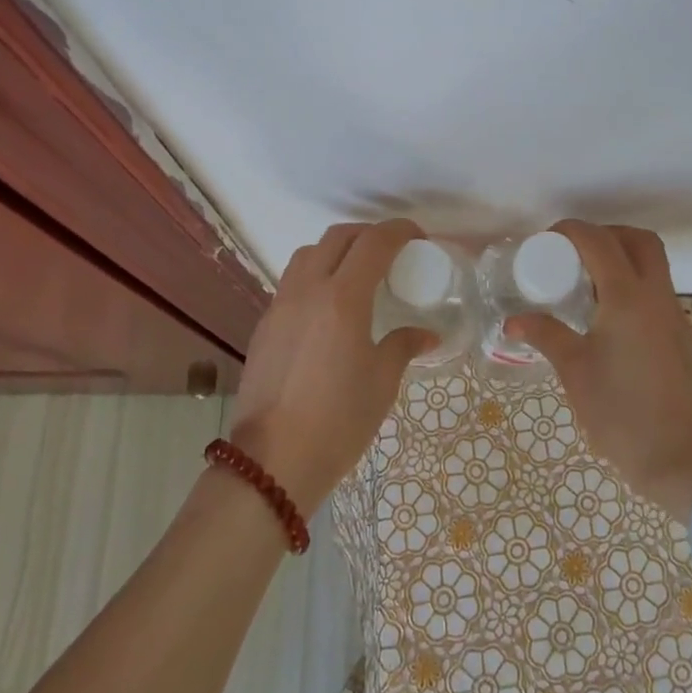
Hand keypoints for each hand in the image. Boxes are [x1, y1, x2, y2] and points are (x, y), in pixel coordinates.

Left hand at [228, 220, 434, 516]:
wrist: (272, 461)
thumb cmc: (338, 421)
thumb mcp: (381, 383)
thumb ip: (403, 346)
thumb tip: (426, 335)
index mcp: (343, 298)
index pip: (374, 242)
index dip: (399, 231)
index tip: (418, 238)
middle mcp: (308, 290)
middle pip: (338, 237)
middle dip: (368, 234)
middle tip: (392, 252)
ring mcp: (280, 305)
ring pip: (308, 254)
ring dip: (337, 250)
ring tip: (358, 274)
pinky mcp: (264, 325)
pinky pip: (292, 281)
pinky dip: (316, 276)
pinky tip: (329, 307)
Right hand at [508, 221, 691, 523]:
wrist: (688, 462)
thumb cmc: (624, 415)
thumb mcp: (576, 373)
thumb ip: (547, 336)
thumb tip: (513, 320)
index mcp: (628, 299)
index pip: (599, 241)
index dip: (571, 231)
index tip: (545, 241)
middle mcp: (657, 298)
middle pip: (639, 241)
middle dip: (605, 234)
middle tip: (573, 253)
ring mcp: (675, 317)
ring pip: (653, 266)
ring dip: (621, 259)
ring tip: (584, 285)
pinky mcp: (682, 338)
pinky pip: (657, 293)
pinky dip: (632, 286)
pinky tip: (606, 318)